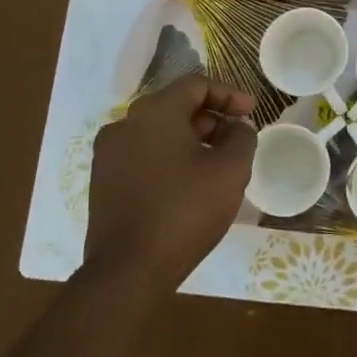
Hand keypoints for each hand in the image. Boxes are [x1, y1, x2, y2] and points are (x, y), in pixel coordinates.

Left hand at [84, 74, 256, 295]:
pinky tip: (190, 183)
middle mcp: (125, 124)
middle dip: (212, 118)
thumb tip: (237, 126)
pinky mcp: (103, 181)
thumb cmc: (185, 211)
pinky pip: (144, 154)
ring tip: (218, 164)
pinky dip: (170, 157)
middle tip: (238, 140)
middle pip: (176, 106)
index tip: (252, 112)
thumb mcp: (230, 170)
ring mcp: (109, 154)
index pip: (196, 85)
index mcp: (154, 112)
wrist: (128, 271)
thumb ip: (242, 137)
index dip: (229, 94)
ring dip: (192, 139)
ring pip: (159, 132)